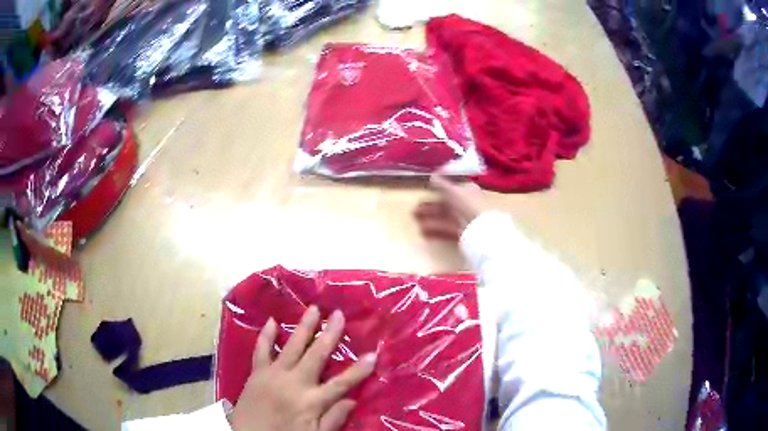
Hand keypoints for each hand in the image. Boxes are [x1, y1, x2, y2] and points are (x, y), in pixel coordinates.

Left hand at [232, 306, 376, 430]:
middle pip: (316, 355)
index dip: (359, 369)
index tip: (373, 354)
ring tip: (314, 309)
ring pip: (292, 346)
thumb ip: (333, 419)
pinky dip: (266, 335)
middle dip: (330, 334)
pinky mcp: (256, 373)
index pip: (341, 383)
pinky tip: (271, 321)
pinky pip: (261, 350)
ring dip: (304, 327)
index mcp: (311, 402)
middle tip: (339, 314)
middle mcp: (294, 383)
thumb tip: (352, 400)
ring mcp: (273, 375)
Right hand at [414, 175, 486, 240]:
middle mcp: (466, 203)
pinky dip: (434, 228)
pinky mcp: (460, 232)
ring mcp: (463, 218)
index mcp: (467, 190)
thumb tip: (432, 175)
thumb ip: (441, 183)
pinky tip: (422, 230)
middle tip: (415, 207)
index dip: (439, 187)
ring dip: (429, 216)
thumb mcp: (452, 190)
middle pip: (445, 203)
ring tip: (414, 217)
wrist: (479, 229)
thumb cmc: (467, 204)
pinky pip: (445, 227)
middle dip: (429, 205)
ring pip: (444, 215)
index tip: (426, 189)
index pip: (452, 186)